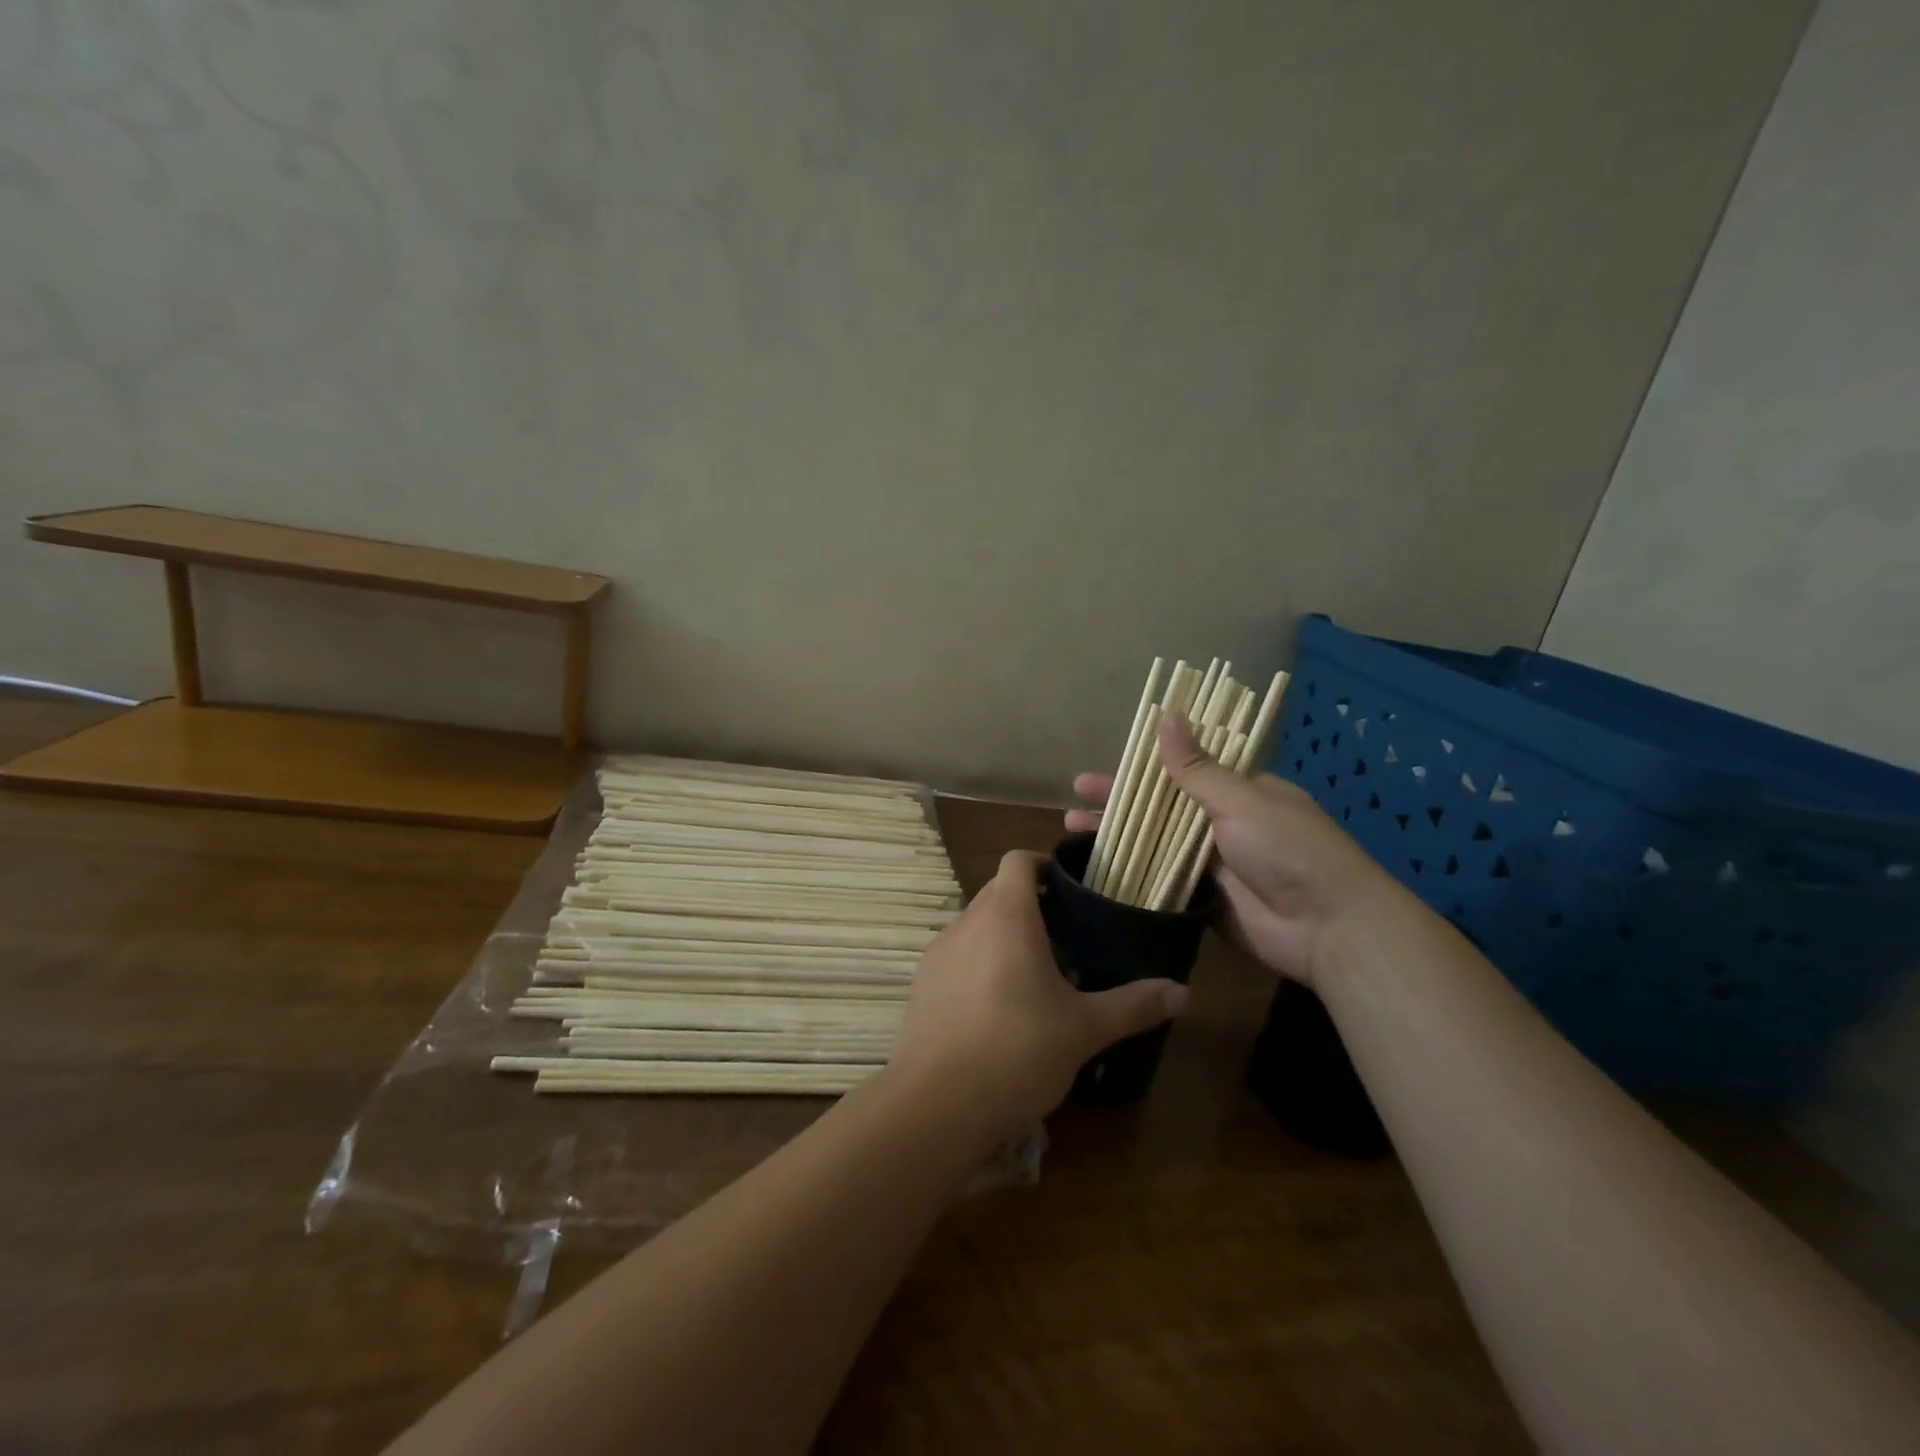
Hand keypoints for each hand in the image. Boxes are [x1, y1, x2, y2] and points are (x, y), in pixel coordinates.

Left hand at [888, 850, 1188, 1138]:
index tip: (1070, 888)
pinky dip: (978, 964)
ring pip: (976, 925)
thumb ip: (1133, 1005)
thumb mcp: (1084, 1029)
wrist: (937, 1103)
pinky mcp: (922, 983)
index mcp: (1006, 915)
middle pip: (998, 890)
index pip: (1018, 860)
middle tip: (1066, 935)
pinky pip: (957, 956)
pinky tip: (997, 1007)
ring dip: (1003, 935)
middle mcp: (967, 922)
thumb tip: (1182, 992)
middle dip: (1030, 903)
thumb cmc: (1018, 1051)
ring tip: (1035, 974)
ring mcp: (938, 952)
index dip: (1043, 863)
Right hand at [1068, 715, 1399, 986]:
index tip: (1108, 763)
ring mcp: (1213, 865)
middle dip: (1119, 804)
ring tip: (1072, 832)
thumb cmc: (1289, 850)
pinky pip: (1162, 883)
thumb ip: (1197, 768)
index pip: (1182, 770)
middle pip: (1162, 808)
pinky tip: (1098, 872)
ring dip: (1118, 838)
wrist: (1329, 929)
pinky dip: (1133, 877)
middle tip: (1075, 799)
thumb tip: (1167, 715)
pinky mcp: (1204, 902)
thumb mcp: (1242, 801)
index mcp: (1239, 792)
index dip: (1142, 767)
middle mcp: (1224, 824)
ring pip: (1156, 845)